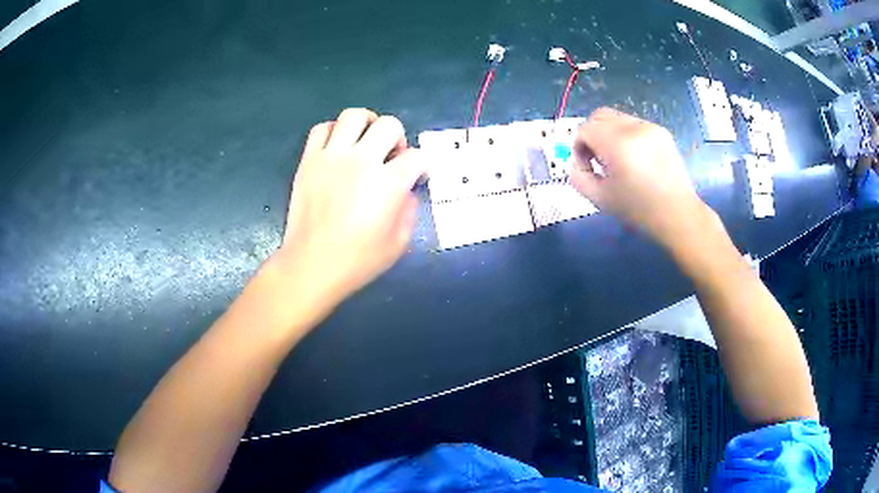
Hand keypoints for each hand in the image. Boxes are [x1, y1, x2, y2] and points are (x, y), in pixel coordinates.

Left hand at [272, 108, 425, 316]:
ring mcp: (332, 157)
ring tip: (366, 141)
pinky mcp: (309, 160)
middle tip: (391, 156)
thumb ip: (409, 210)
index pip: (417, 156)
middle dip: (398, 138)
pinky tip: (339, 148)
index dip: (422, 166)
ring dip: (367, 124)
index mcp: (388, 183)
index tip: (416, 177)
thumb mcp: (399, 243)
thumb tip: (407, 191)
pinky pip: (322, 129)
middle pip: (389, 125)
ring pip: (354, 115)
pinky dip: (334, 132)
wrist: (311, 265)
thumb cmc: (357, 261)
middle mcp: (362, 160)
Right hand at [570, 108, 710, 250]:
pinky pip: (634, 124)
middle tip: (599, 159)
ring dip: (609, 134)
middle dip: (592, 135)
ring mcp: (649, 127)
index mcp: (618, 145)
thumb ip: (578, 177)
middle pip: (599, 116)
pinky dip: (627, 136)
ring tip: (619, 160)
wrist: (677, 214)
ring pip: (616, 118)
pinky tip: (636, 159)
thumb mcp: (600, 199)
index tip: (588, 168)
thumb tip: (577, 163)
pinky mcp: (661, 131)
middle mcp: (633, 128)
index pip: (585, 129)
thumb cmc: (639, 210)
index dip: (579, 148)